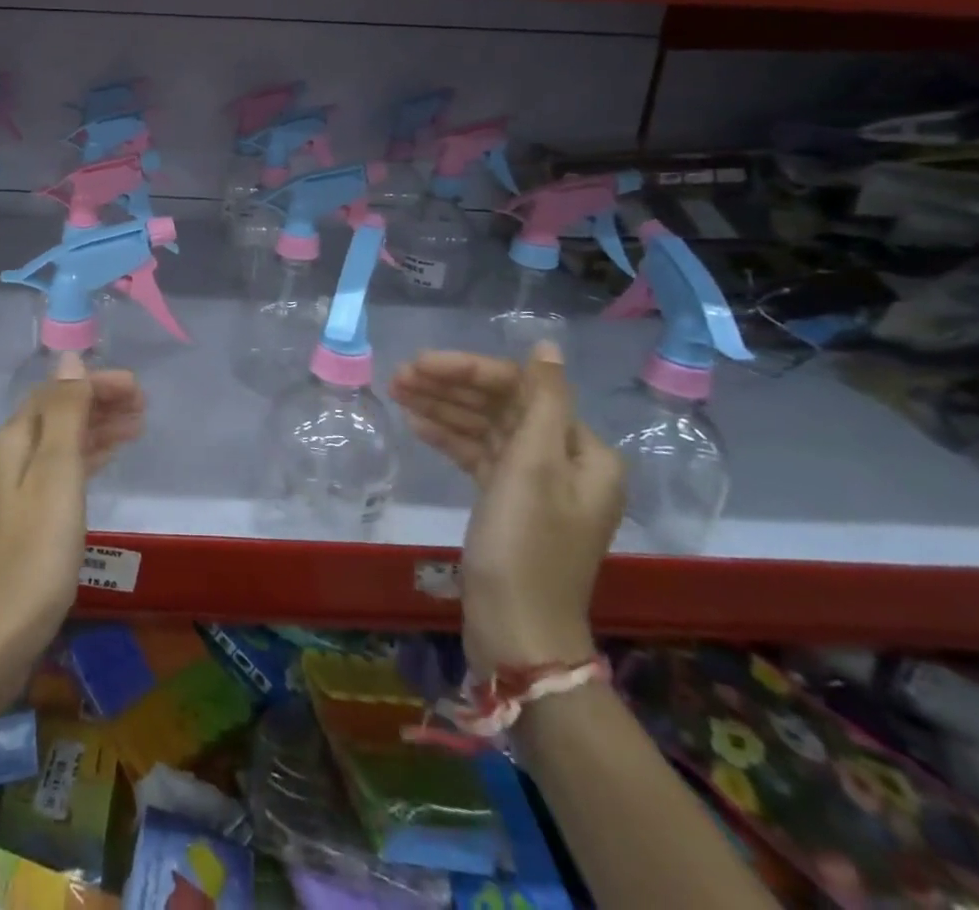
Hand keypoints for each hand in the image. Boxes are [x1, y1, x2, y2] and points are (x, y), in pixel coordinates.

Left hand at [0, 354, 144, 674]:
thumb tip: (68, 358)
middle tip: (144, 407)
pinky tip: (102, 467)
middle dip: (98, 404)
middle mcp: (5, 459)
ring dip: (95, 431)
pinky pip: (56, 474)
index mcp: (11, 442)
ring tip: (136, 429)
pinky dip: (83, 461)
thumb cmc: (32, 555)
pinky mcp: (17, 524)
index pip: (56, 393)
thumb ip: (65, 415)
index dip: (95, 384)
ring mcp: (8, 494)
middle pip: (55, 416)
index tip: (139, 388)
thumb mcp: (56, 476)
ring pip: (57, 446)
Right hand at [392, 341, 623, 677]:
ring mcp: (535, 484)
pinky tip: (416, 424)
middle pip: (502, 406)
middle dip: (451, 388)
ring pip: (485, 429)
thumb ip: (542, 400)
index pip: (522, 389)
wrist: (516, 631)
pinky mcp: (508, 503)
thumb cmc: (525, 545)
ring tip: (396, 392)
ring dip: (443, 409)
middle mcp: (564, 461)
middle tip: (398, 376)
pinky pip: (478, 456)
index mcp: (583, 451)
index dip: (470, 371)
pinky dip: (449, 439)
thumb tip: (547, 346)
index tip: (420, 364)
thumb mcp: (533, 467)